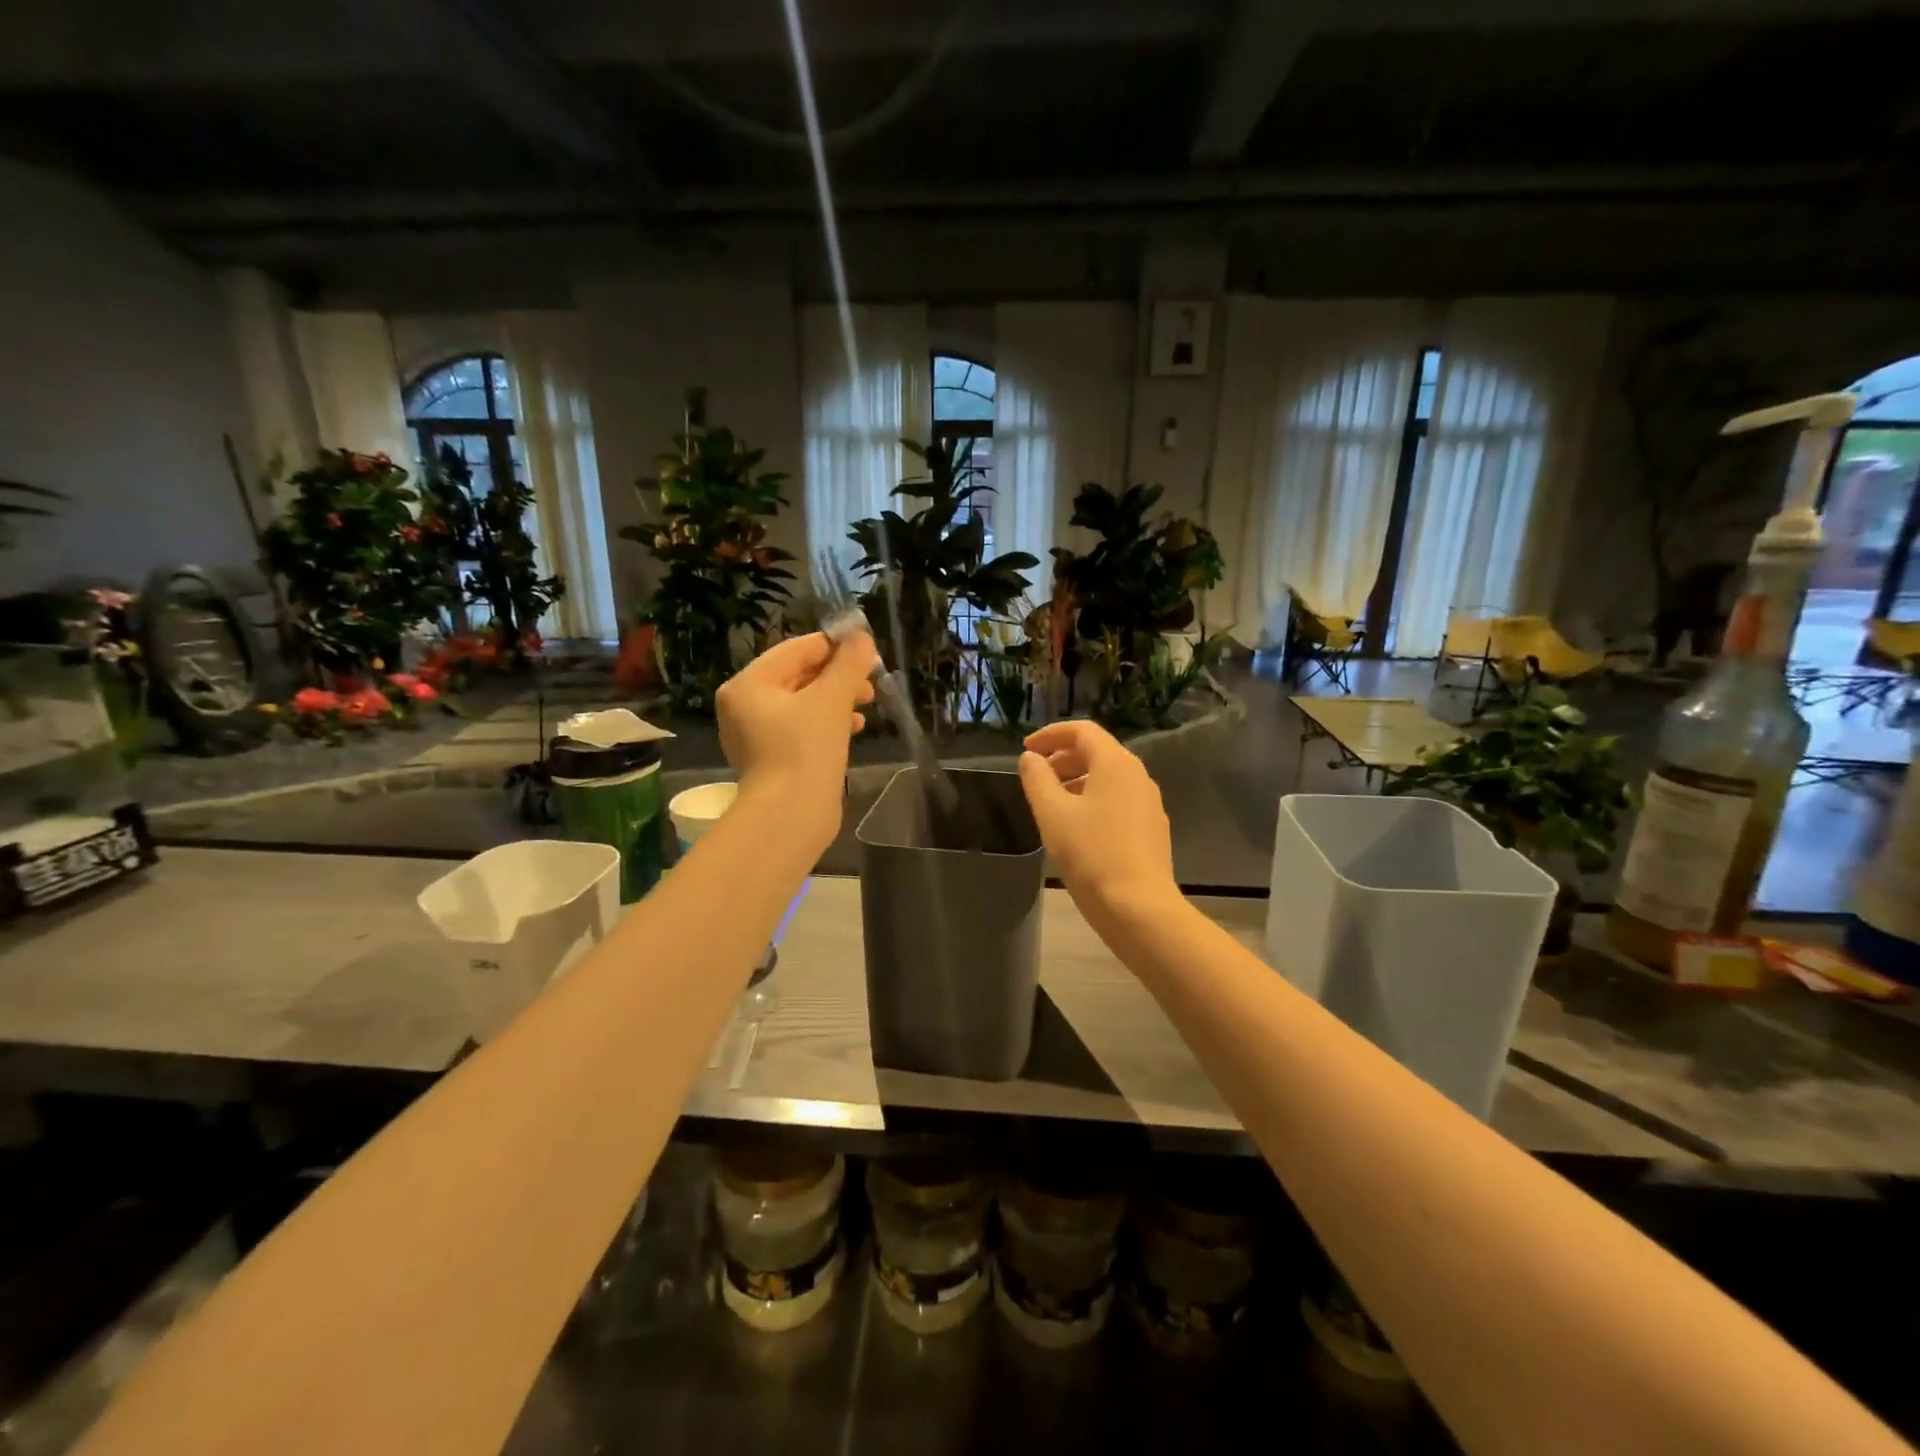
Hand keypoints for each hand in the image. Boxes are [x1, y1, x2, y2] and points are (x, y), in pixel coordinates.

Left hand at [717, 632, 878, 846]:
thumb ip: (849, 663)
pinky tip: (854, 728)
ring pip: (804, 702)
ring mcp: (757, 734)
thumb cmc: (806, 749)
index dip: (834, 646)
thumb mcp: (832, 699)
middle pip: (799, 675)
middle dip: (838, 676)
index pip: (797, 649)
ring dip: (837, 698)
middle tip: (870, 681)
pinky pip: (802, 727)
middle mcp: (745, 706)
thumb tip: (861, 637)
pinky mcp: (773, 758)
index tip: (867, 651)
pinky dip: (827, 722)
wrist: (790, 816)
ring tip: (867, 703)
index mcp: (748, 684)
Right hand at [1017, 720, 1176, 917]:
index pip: (1083, 731)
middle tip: (1036, 776)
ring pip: (1108, 777)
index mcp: (1116, 764)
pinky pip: (1118, 799)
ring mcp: (1148, 803)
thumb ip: (1037, 779)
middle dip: (1063, 758)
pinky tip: (1077, 826)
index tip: (1026, 749)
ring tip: (1051, 802)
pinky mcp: (1151, 828)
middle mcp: (1138, 775)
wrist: (1138, 907)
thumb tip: (1030, 758)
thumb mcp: (1052, 814)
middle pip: (1098, 752)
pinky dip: (1093, 799)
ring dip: (1077, 780)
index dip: (1051, 735)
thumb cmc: (1091, 854)